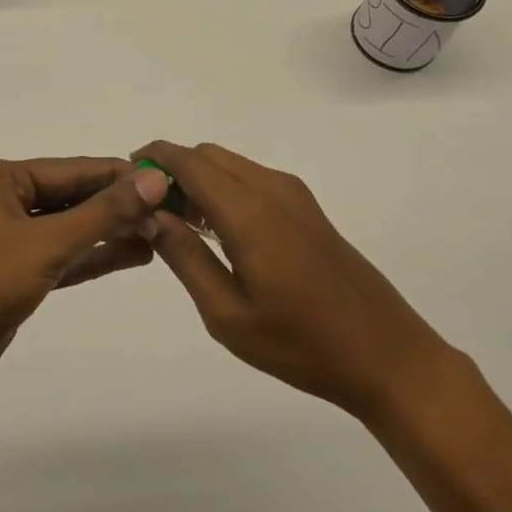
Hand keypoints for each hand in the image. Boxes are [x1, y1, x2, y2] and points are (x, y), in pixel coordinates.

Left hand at [0, 157, 168, 393]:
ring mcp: (8, 234)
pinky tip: (134, 254)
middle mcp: (2, 197)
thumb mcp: (47, 245)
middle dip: (117, 206)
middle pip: (72, 196)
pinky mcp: (16, 268)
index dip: (119, 176)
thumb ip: (103, 214)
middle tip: (170, 212)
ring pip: (69, 226)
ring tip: (161, 234)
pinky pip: (62, 253)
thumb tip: (154, 182)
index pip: (72, 170)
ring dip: (110, 232)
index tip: (166, 181)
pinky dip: (93, 255)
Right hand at [135, 141, 447, 420]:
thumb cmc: (301, 344)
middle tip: (150, 210)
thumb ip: (184, 256)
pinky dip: (224, 189)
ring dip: (199, 180)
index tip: (125, 176)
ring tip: (178, 225)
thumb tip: (149, 214)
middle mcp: (271, 189)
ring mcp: (294, 196)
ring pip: (231, 166)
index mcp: (249, 211)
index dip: (154, 159)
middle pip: (209, 156)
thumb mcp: (227, 314)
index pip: (189, 162)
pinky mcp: (308, 209)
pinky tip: (218, 231)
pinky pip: (252, 180)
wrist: (387, 355)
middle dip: (173, 170)